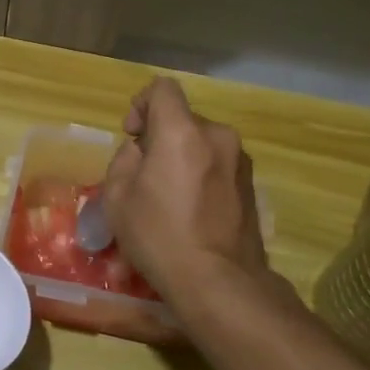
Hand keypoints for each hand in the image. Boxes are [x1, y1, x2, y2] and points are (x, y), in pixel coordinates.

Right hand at [100, 78, 269, 305]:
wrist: (219, 281)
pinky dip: (200, 176)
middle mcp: (217, 135)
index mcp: (182, 131)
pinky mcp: (251, 184)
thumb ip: (125, 159)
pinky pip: (216, 166)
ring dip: (181, 158)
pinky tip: (190, 212)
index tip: (133, 134)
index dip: (141, 103)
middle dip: (160, 138)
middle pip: (182, 119)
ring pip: (201, 143)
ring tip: (168, 197)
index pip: (162, 88)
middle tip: (144, 175)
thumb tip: (141, 152)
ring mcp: (240, 160)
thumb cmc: (160, 235)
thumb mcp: (118, 196)